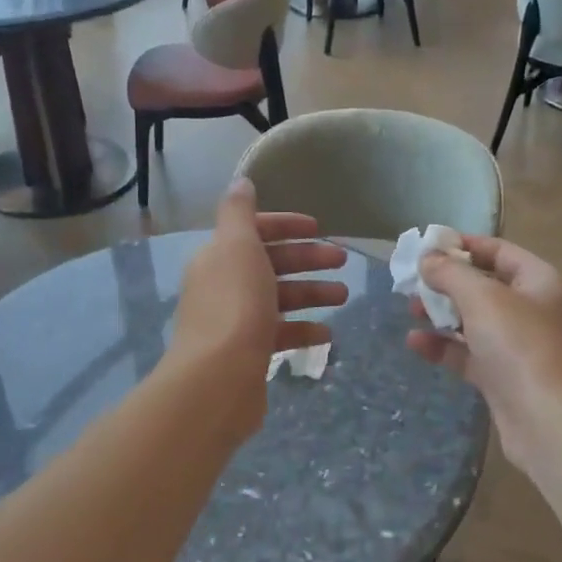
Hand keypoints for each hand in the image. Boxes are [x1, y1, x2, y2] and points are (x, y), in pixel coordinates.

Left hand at [169, 180, 347, 429]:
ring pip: (279, 299)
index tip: (319, 228)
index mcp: (219, 257)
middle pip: (270, 264)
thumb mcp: (237, 246)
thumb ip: (240, 212)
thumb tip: (241, 182)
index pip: (254, 231)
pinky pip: (280, 334)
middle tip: (343, 260)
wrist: (217, 380)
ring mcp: (235, 322)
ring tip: (344, 297)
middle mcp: (223, 286)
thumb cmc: (235, 305)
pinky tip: (327, 335)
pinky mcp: (247, 354)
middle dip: (307, 259)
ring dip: (312, 294)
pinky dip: (304, 330)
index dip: (286, 226)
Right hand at [405, 236, 561, 468]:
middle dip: (447, 282)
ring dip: (442, 314)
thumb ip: (451, 273)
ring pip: (474, 321)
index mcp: (539, 281)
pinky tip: (415, 343)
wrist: (551, 422)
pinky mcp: (503, 378)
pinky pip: (469, 354)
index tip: (427, 246)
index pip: (499, 251)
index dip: (464, 246)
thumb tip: (427, 257)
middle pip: (485, 286)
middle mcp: (532, 310)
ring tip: (410, 310)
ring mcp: (518, 346)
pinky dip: (444, 347)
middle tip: (412, 282)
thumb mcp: (483, 299)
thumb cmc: (522, 346)